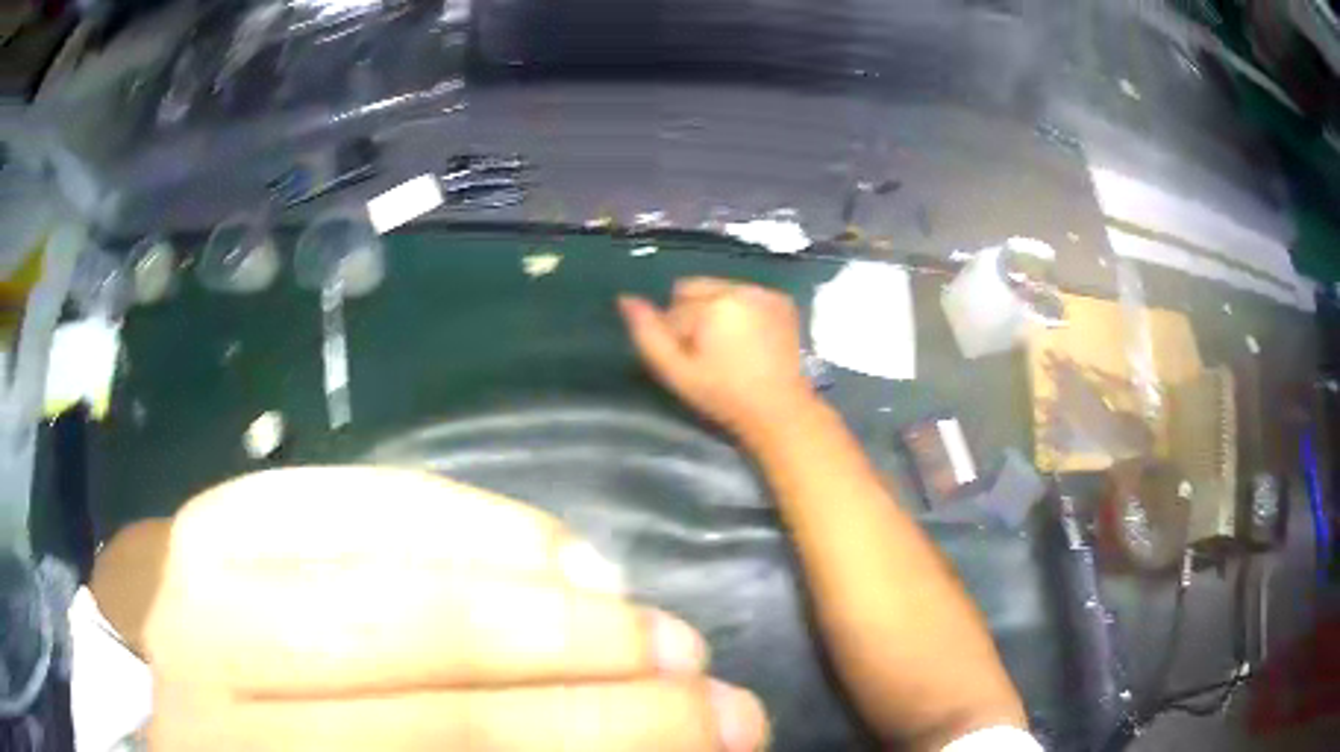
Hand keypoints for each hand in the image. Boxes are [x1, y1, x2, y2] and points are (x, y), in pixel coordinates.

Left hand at [141, 467, 767, 751]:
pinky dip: (462, 522)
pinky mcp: (213, 520)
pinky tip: (547, 550)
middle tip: (706, 680)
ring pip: (398, 586)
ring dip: (550, 609)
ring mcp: (199, 584)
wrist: (150, 705)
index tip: (708, 742)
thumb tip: (625, 737)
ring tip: (642, 616)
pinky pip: (352, 500)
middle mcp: (214, 682)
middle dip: (601, 686)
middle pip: (436, 688)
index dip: (599, 747)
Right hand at [619, 278, 815, 438]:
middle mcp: (740, 288)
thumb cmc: (723, 396)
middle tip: (709, 354)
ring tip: (729, 347)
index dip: (676, 337)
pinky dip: (741, 310)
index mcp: (714, 303)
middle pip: (694, 288)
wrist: (779, 410)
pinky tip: (749, 339)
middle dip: (693, 315)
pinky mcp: (782, 300)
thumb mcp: (676, 372)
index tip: (693, 363)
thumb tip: (625, 298)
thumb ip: (648, 334)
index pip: (673, 309)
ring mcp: (764, 292)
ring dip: (715, 310)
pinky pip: (745, 293)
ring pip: (719, 289)